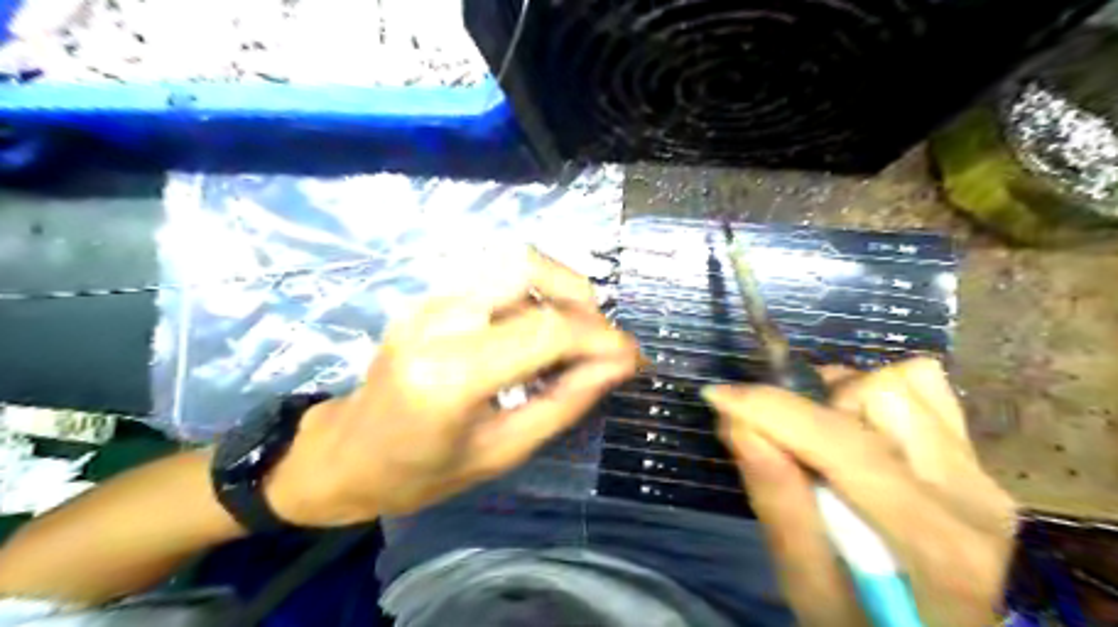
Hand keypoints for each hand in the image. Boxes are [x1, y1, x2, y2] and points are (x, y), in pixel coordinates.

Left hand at [264, 247, 642, 525]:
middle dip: (580, 296)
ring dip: (557, 288)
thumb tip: (617, 366)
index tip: (632, 357)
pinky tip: (536, 330)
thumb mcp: (503, 452)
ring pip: (512, 260)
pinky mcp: (428, 296)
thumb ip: (566, 402)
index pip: (546, 329)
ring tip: (572, 333)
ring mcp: (427, 301)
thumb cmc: (421, 472)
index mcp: (450, 374)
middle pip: (526, 266)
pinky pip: (494, 275)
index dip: (601, 337)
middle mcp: (437, 320)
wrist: (346, 454)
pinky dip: (532, 293)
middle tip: (597, 341)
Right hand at [705, 360, 1019, 626]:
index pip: (844, 445)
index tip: (718, 396)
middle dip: (814, 404)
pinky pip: (927, 391)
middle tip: (785, 440)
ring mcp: (981, 472)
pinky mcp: (976, 461)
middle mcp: (971, 494)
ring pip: (906, 382)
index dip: (773, 409)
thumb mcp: (812, 593)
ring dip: (844, 397)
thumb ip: (782, 509)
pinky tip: (856, 426)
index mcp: (935, 543)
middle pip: (881, 394)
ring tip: (822, 437)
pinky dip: (875, 394)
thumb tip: (740, 428)